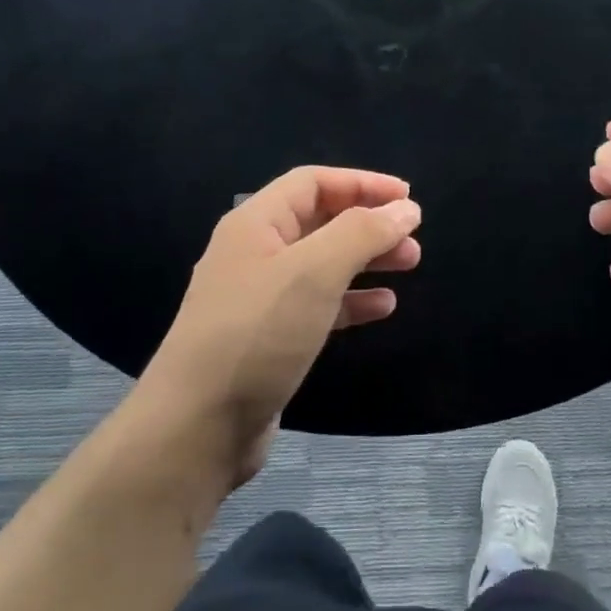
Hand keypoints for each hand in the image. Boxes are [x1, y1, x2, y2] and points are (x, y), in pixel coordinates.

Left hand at [137, 167, 420, 489]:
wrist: (198, 427)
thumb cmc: (257, 334)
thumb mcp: (314, 272)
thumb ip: (363, 233)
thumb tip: (406, 208)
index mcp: (255, 223)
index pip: (313, 182)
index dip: (362, 183)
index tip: (408, 197)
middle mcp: (255, 253)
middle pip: (320, 220)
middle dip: (369, 223)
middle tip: (413, 237)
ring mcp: (260, 298)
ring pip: (323, 263)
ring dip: (366, 259)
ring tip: (409, 264)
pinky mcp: (269, 338)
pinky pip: (318, 304)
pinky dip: (352, 300)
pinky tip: (383, 307)